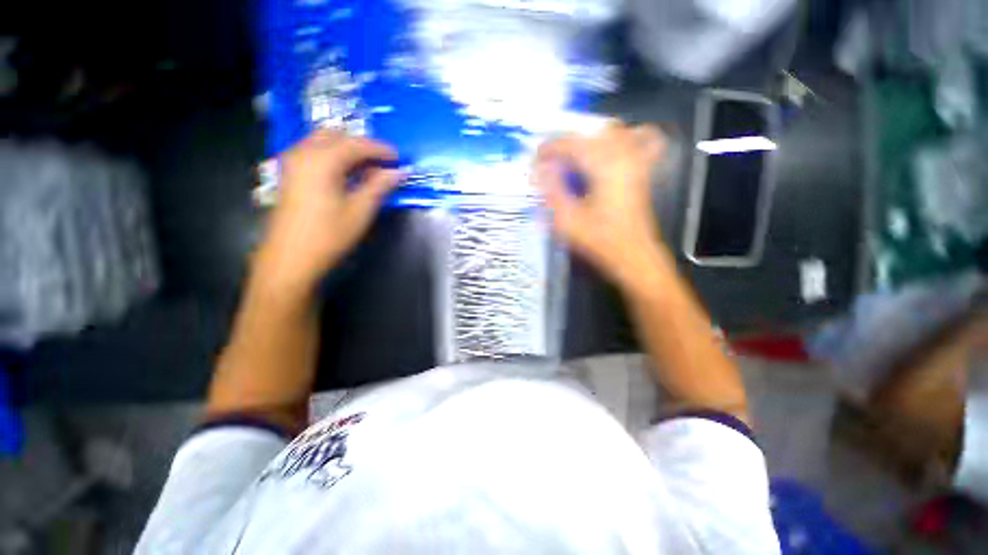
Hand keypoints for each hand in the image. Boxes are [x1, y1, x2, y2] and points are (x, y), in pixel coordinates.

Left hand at [254, 130, 401, 295]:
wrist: (291, 258)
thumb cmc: (329, 235)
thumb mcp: (361, 210)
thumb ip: (380, 186)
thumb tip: (400, 172)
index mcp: (322, 160)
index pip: (357, 144)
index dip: (381, 149)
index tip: (400, 158)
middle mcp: (303, 152)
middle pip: (338, 136)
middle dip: (363, 146)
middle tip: (383, 164)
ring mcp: (293, 162)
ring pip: (324, 142)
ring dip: (348, 150)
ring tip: (368, 171)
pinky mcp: (290, 174)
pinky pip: (315, 153)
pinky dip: (334, 157)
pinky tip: (347, 176)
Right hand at [534, 122, 667, 285]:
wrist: (632, 255)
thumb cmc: (599, 240)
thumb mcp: (567, 220)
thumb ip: (552, 191)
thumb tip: (539, 170)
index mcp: (604, 166)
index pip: (571, 144)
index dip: (549, 148)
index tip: (534, 160)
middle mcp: (623, 155)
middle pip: (589, 134)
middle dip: (565, 144)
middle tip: (550, 163)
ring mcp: (637, 160)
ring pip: (612, 132)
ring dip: (588, 140)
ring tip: (573, 159)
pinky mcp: (643, 169)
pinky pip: (641, 139)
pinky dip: (625, 137)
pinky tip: (612, 149)